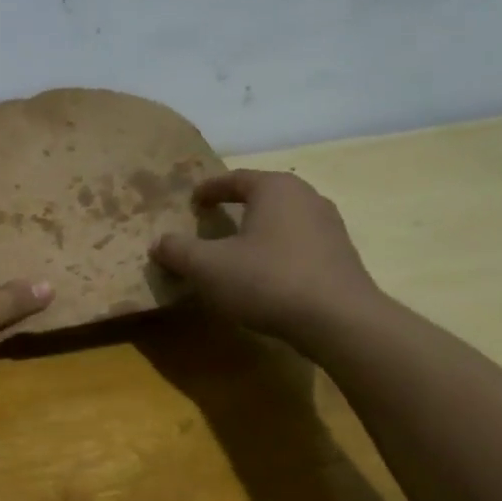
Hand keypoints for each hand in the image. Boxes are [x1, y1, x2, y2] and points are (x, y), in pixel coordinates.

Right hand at [149, 169, 381, 346]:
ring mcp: (330, 227)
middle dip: (236, 206)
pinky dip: (278, 251)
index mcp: (275, 188)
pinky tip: (266, 274)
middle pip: (263, 195)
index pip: (235, 179)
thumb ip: (178, 250)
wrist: (340, 322)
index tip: (192, 201)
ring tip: (238, 249)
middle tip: (213, 220)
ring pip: (284, 220)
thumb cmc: (267, 280)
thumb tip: (160, 243)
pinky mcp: (342, 257)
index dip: (209, 189)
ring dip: (259, 230)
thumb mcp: (207, 267)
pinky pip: (300, 244)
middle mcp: (307, 198)